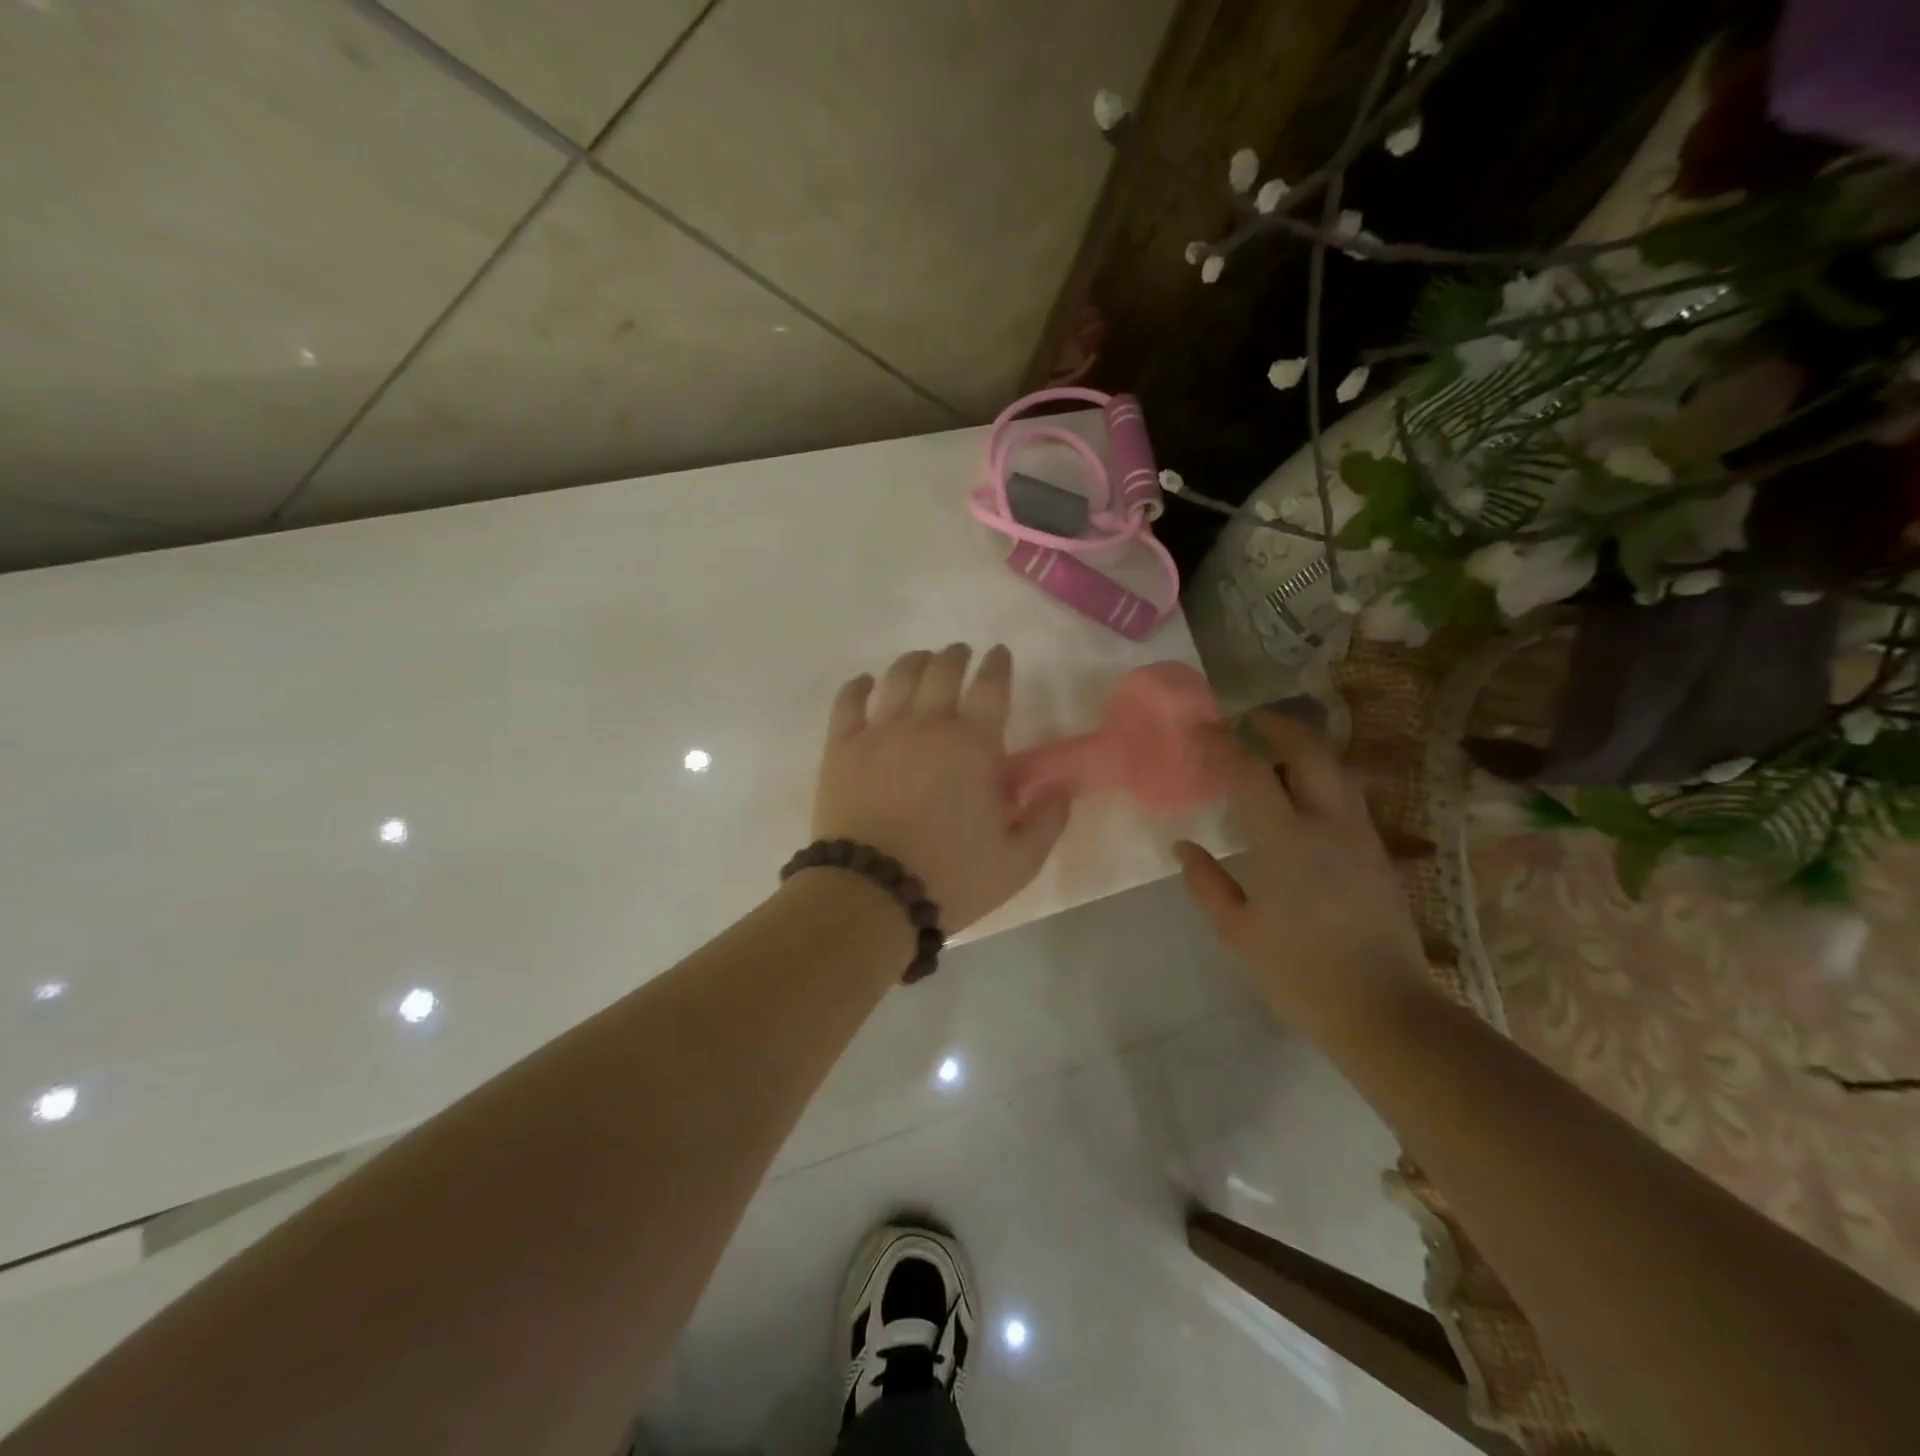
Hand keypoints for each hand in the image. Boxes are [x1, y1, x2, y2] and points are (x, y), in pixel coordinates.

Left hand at [811, 644, 1069, 933]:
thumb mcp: (1019, 862)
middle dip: (957, 656)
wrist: (872, 894)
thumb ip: (1047, 819)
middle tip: (962, 653)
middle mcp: (927, 726)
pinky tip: (865, 683)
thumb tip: (1062, 785)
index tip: (1000, 654)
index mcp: (973, 746)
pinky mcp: (841, 748)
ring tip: (922, 660)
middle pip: (943, 671)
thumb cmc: (951, 878)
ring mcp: (880, 733)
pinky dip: (858, 686)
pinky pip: (848, 702)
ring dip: (915, 662)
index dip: (998, 665)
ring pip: (898, 678)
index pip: (991, 688)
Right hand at [1172, 712, 1435, 1043]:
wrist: (1385, 1010)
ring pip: (1338, 771)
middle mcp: (1329, 825)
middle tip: (1253, 721)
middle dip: (1281, 726)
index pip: (1252, 772)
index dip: (1226, 745)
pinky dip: (1323, 781)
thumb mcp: (1238, 932)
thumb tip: (1184, 848)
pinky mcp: (1379, 855)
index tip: (1206, 732)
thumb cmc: (1299, 973)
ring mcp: (1361, 838)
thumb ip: (1206, 884)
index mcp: (1286, 842)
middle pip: (1311, 752)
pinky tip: (1304, 801)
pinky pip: (1348, 799)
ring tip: (1278, 756)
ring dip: (1307, 751)